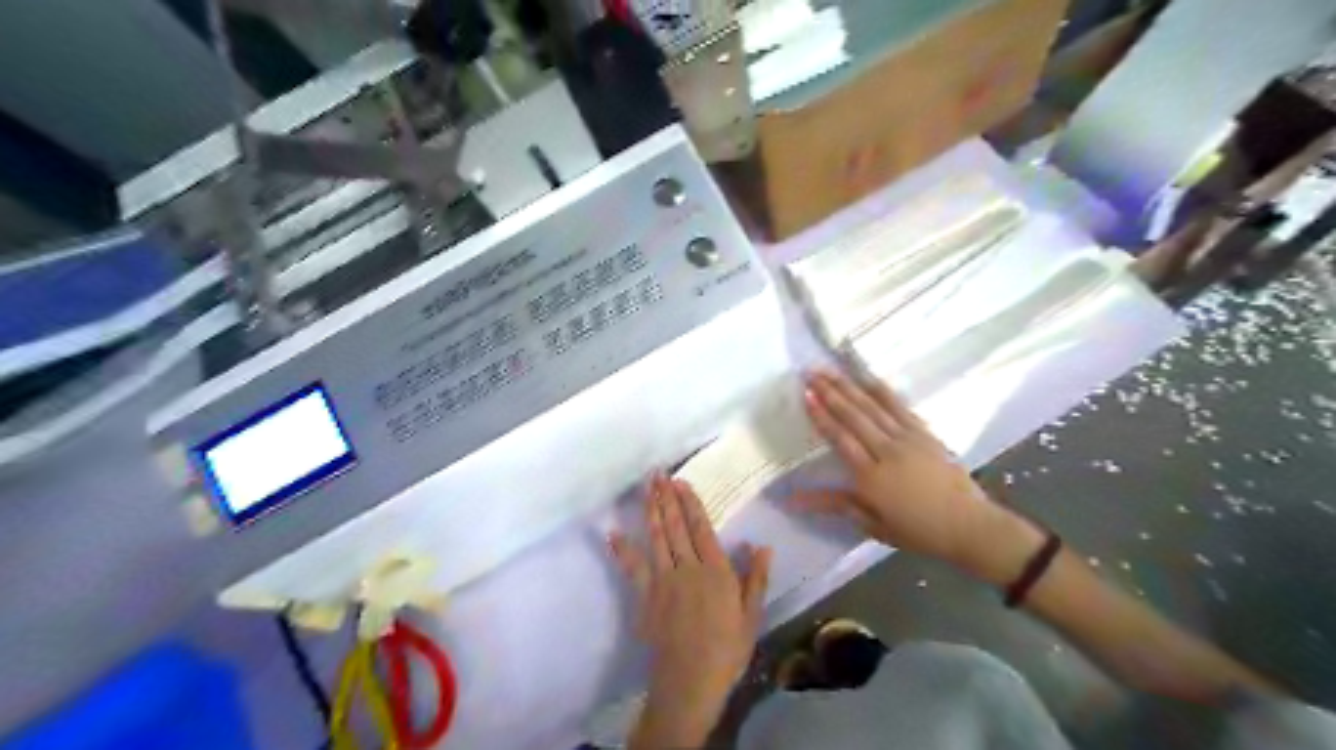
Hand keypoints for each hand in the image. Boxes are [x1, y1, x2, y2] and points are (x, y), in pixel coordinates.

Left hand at [610, 475, 772, 749]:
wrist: (691, 681)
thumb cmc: (727, 650)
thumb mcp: (751, 616)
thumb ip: (754, 579)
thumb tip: (761, 546)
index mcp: (715, 571)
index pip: (701, 529)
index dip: (691, 504)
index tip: (681, 483)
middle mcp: (688, 569)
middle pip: (676, 527)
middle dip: (667, 499)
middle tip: (659, 474)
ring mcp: (663, 581)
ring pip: (656, 539)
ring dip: (651, 511)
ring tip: (646, 489)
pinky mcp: (645, 597)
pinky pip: (632, 569)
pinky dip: (622, 550)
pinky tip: (614, 533)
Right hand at [792, 371, 1041, 582]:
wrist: (969, 525)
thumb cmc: (918, 531)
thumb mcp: (873, 524)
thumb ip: (835, 505)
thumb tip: (793, 500)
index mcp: (871, 477)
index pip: (840, 439)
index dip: (822, 416)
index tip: (806, 396)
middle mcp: (887, 452)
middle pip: (854, 417)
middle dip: (830, 393)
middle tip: (811, 373)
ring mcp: (908, 439)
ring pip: (873, 407)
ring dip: (850, 387)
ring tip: (831, 371)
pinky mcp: (925, 434)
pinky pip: (900, 407)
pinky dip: (882, 392)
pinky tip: (868, 379)